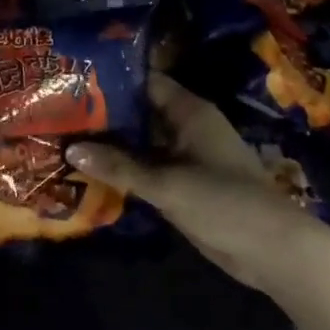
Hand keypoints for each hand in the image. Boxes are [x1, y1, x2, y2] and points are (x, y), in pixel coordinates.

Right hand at [66, 75, 329, 291]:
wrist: (271, 251)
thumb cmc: (224, 203)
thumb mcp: (167, 184)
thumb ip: (119, 166)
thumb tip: (71, 149)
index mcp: (189, 112)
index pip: (145, 82)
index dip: (111, 79)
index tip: (73, 79)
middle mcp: (185, 128)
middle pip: (138, 112)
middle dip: (102, 113)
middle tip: (58, 111)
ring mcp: (183, 157)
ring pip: (139, 142)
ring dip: (109, 144)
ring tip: (63, 138)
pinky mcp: (181, 184)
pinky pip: (145, 169)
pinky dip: (121, 169)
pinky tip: (87, 171)